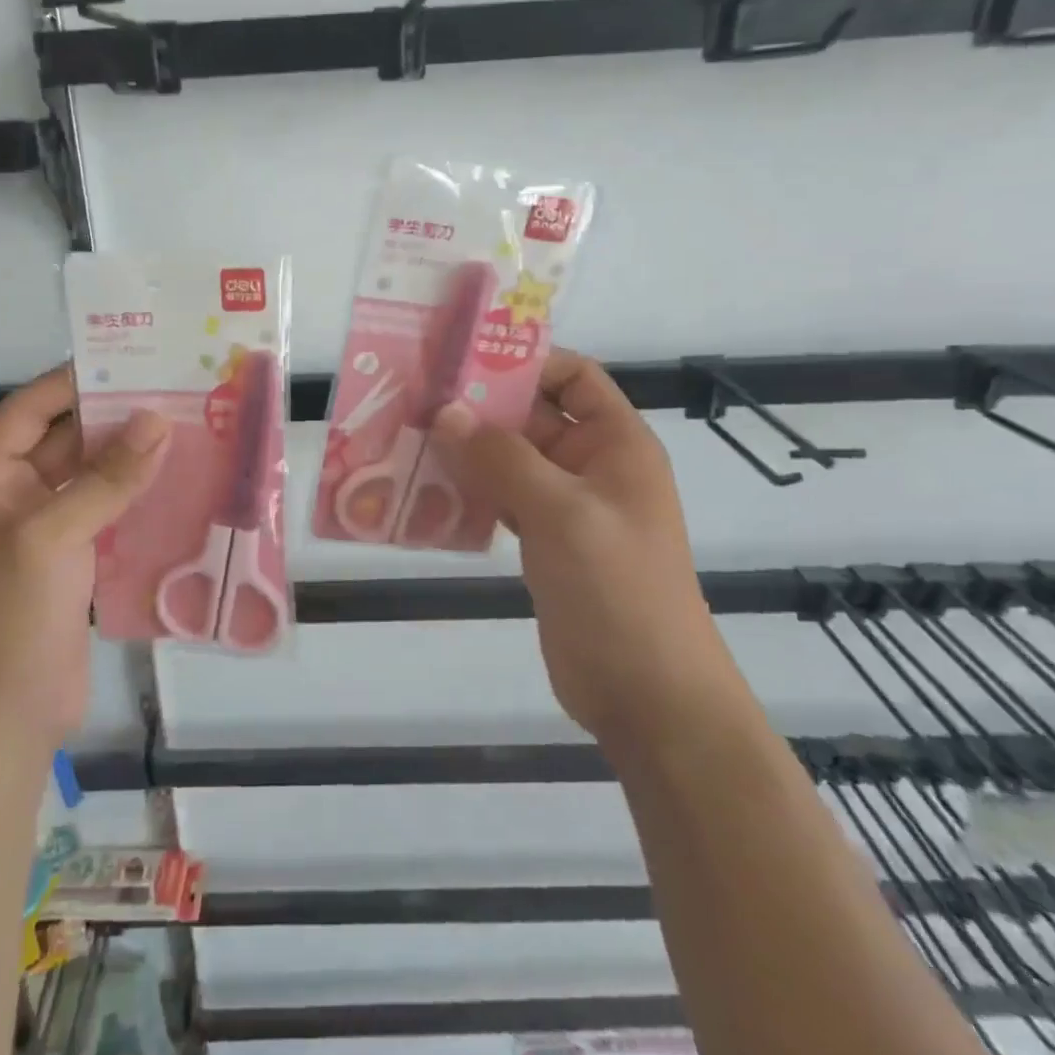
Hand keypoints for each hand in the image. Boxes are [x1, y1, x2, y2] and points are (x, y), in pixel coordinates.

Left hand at [0, 367, 167, 750]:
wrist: (4, 720)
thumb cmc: (8, 618)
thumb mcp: (52, 537)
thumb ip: (107, 478)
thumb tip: (159, 420)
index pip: (28, 410)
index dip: (74, 383)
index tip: (130, 360)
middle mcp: (7, 495)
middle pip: (64, 440)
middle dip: (114, 418)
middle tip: (173, 390)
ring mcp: (41, 530)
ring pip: (90, 477)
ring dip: (131, 457)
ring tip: (187, 426)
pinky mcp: (71, 560)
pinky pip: (106, 512)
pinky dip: (137, 495)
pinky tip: (180, 479)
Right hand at [429, 349, 717, 737]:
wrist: (646, 693)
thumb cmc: (616, 587)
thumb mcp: (561, 512)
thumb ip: (502, 458)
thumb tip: (446, 413)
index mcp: (615, 443)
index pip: (572, 377)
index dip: (524, 362)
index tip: (462, 361)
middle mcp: (591, 466)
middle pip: (531, 417)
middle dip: (478, 409)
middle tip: (415, 400)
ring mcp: (566, 507)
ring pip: (510, 461)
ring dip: (466, 452)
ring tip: (408, 440)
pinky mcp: (545, 543)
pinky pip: (502, 501)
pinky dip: (469, 493)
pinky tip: (426, 491)